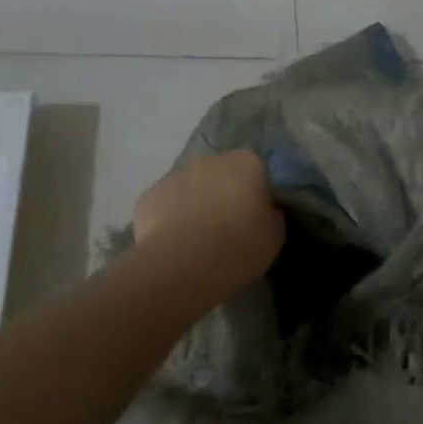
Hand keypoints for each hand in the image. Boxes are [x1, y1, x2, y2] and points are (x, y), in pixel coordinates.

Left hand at [133, 149, 284, 294]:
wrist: (184, 263)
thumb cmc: (239, 246)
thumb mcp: (274, 236)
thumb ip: (271, 216)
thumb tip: (265, 212)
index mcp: (246, 163)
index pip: (256, 170)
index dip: (255, 193)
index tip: (255, 217)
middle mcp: (209, 160)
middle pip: (220, 173)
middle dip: (222, 193)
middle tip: (226, 227)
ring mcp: (174, 175)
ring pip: (189, 187)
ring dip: (194, 204)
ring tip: (197, 240)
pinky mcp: (148, 196)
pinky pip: (164, 205)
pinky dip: (168, 219)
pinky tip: (173, 245)